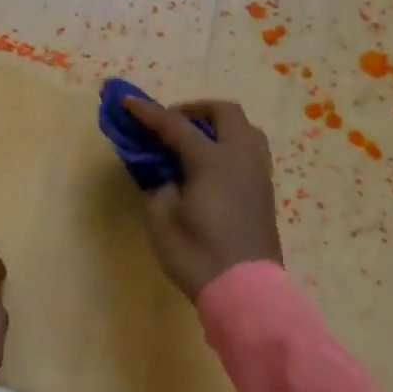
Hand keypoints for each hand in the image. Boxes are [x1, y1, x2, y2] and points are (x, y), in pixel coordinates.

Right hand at [122, 96, 282, 299]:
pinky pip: (250, 150)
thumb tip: (166, 175)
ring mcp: (258, 173)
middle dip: (194, 110)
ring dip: (218, 125)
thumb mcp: (162, 220)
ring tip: (194, 141)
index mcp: (213, 161)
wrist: (244, 290)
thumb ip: (159, 187)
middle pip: (224, 113)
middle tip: (170, 122)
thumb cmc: (197, 255)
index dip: (149, 113)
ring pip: (245, 129)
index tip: (128, 102)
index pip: (176, 126)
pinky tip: (210, 165)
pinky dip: (229, 144)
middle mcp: (241, 158)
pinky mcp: (264, 191)